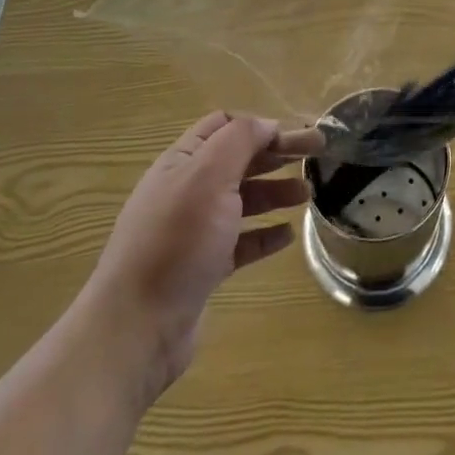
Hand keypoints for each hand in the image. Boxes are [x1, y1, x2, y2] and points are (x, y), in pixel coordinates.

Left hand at [80, 113, 323, 400]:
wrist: (136, 329)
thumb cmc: (176, 240)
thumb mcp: (209, 175)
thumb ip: (240, 140)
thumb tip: (267, 124)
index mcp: (182, 162)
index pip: (224, 126)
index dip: (259, 125)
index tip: (294, 134)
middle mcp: (187, 191)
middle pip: (239, 160)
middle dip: (277, 154)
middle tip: (318, 153)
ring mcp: (194, 232)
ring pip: (243, 200)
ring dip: (275, 191)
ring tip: (308, 194)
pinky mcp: (203, 269)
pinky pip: (241, 242)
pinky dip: (265, 234)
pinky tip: (288, 235)